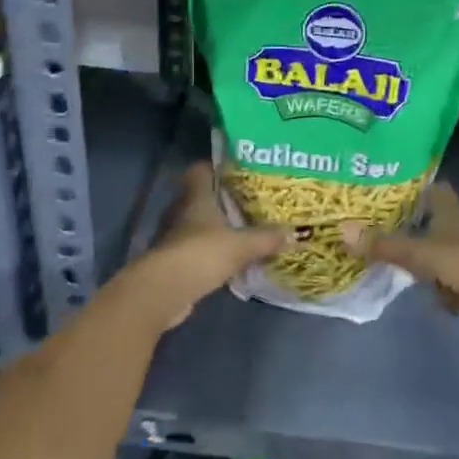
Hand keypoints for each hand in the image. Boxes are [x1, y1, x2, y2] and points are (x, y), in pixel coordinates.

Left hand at [120, 163, 283, 333]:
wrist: (163, 292)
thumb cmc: (201, 254)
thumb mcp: (241, 245)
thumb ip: (266, 238)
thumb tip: (294, 233)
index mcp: (196, 197)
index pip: (200, 170)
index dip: (215, 167)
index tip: (237, 170)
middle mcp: (182, 212)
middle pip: (200, 197)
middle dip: (221, 200)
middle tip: (248, 202)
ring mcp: (174, 238)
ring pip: (197, 225)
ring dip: (215, 229)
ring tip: (242, 231)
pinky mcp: (173, 262)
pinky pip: (196, 251)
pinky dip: (210, 254)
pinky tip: (229, 261)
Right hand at [345, 183, 458, 350]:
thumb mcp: (419, 253)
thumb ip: (382, 245)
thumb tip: (340, 230)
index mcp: (452, 211)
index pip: (432, 188)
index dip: (412, 187)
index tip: (385, 190)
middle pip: (432, 221)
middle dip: (409, 225)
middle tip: (375, 227)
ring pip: (438, 252)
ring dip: (421, 258)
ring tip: (389, 259)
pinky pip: (448, 282)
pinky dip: (436, 287)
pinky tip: (421, 294)